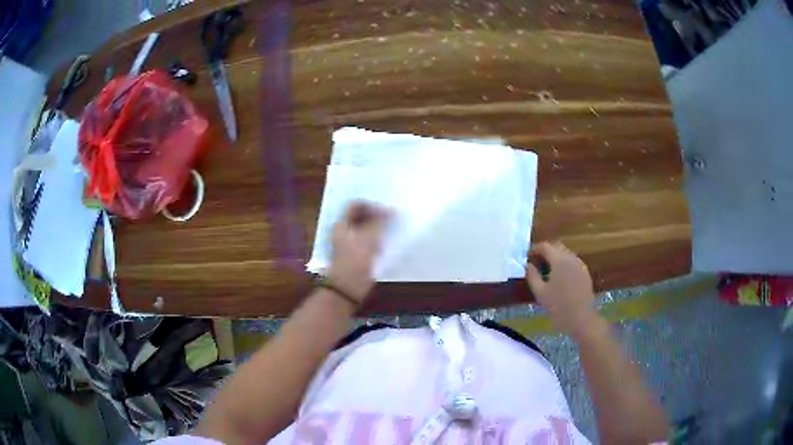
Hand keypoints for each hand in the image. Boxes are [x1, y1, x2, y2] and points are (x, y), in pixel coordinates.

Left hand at [327, 201, 389, 302]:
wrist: (349, 287)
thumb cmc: (356, 259)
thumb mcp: (369, 237)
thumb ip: (380, 222)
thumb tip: (391, 211)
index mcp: (341, 224)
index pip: (355, 205)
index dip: (371, 205)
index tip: (386, 211)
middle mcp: (344, 231)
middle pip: (360, 216)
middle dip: (376, 215)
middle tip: (391, 216)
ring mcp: (350, 243)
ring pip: (365, 228)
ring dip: (378, 227)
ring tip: (392, 227)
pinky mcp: (357, 254)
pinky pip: (369, 241)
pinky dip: (378, 238)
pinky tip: (388, 241)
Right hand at [525, 242, 599, 336]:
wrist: (581, 318)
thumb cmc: (558, 306)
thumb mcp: (540, 292)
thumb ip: (532, 276)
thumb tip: (528, 265)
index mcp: (559, 260)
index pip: (545, 246)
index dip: (535, 249)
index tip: (528, 256)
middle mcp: (571, 258)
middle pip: (557, 246)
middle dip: (546, 251)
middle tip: (536, 261)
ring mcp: (580, 264)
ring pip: (566, 253)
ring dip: (556, 257)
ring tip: (547, 269)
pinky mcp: (585, 272)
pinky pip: (573, 262)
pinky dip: (564, 264)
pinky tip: (560, 277)